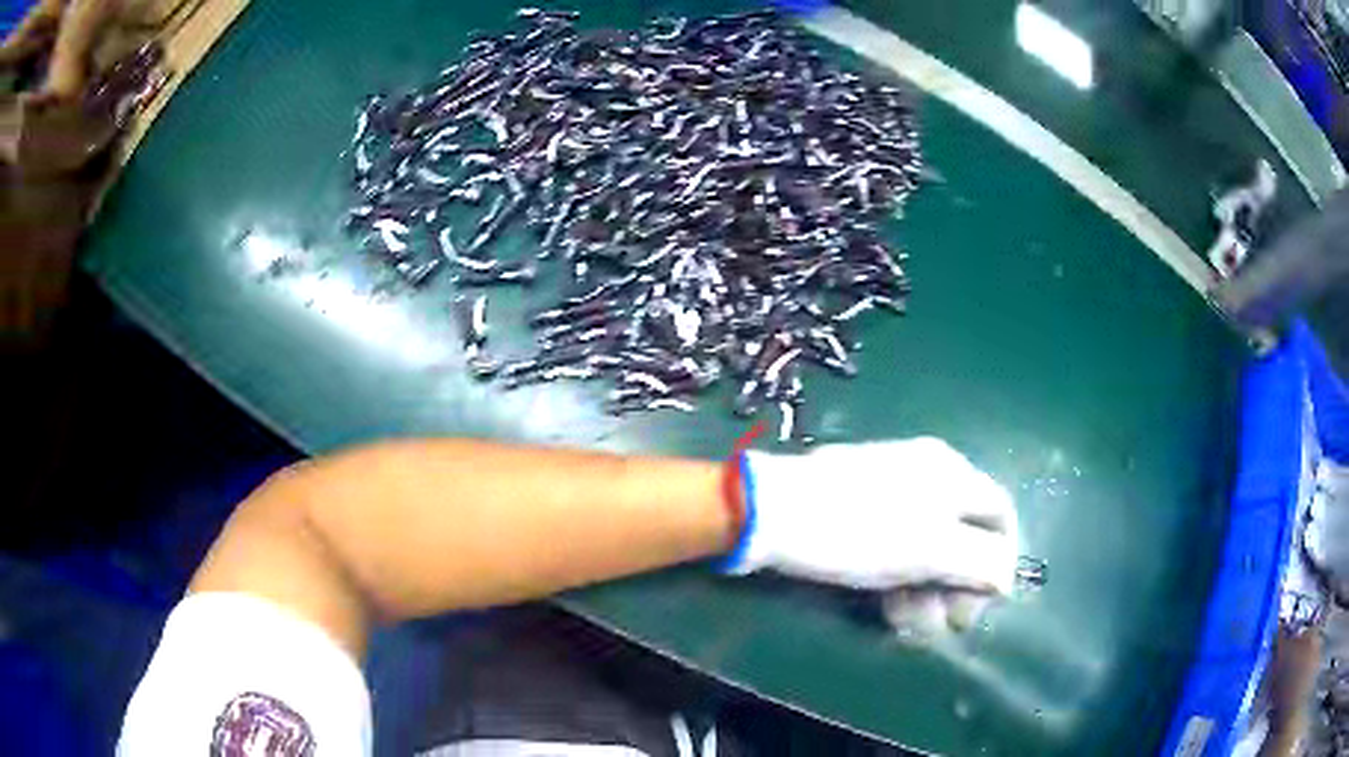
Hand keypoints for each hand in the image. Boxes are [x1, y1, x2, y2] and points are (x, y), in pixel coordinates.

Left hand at [727, 438, 1019, 625]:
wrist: (770, 513)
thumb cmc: (860, 532)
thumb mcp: (930, 550)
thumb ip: (979, 562)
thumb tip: (1006, 577)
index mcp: (952, 474)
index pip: (1001, 515)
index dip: (1001, 562)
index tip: (981, 606)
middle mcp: (928, 476)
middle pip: (964, 536)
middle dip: (956, 586)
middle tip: (940, 626)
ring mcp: (891, 491)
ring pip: (928, 548)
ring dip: (926, 592)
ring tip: (906, 625)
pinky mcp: (859, 510)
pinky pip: (895, 547)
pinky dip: (898, 579)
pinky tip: (887, 608)